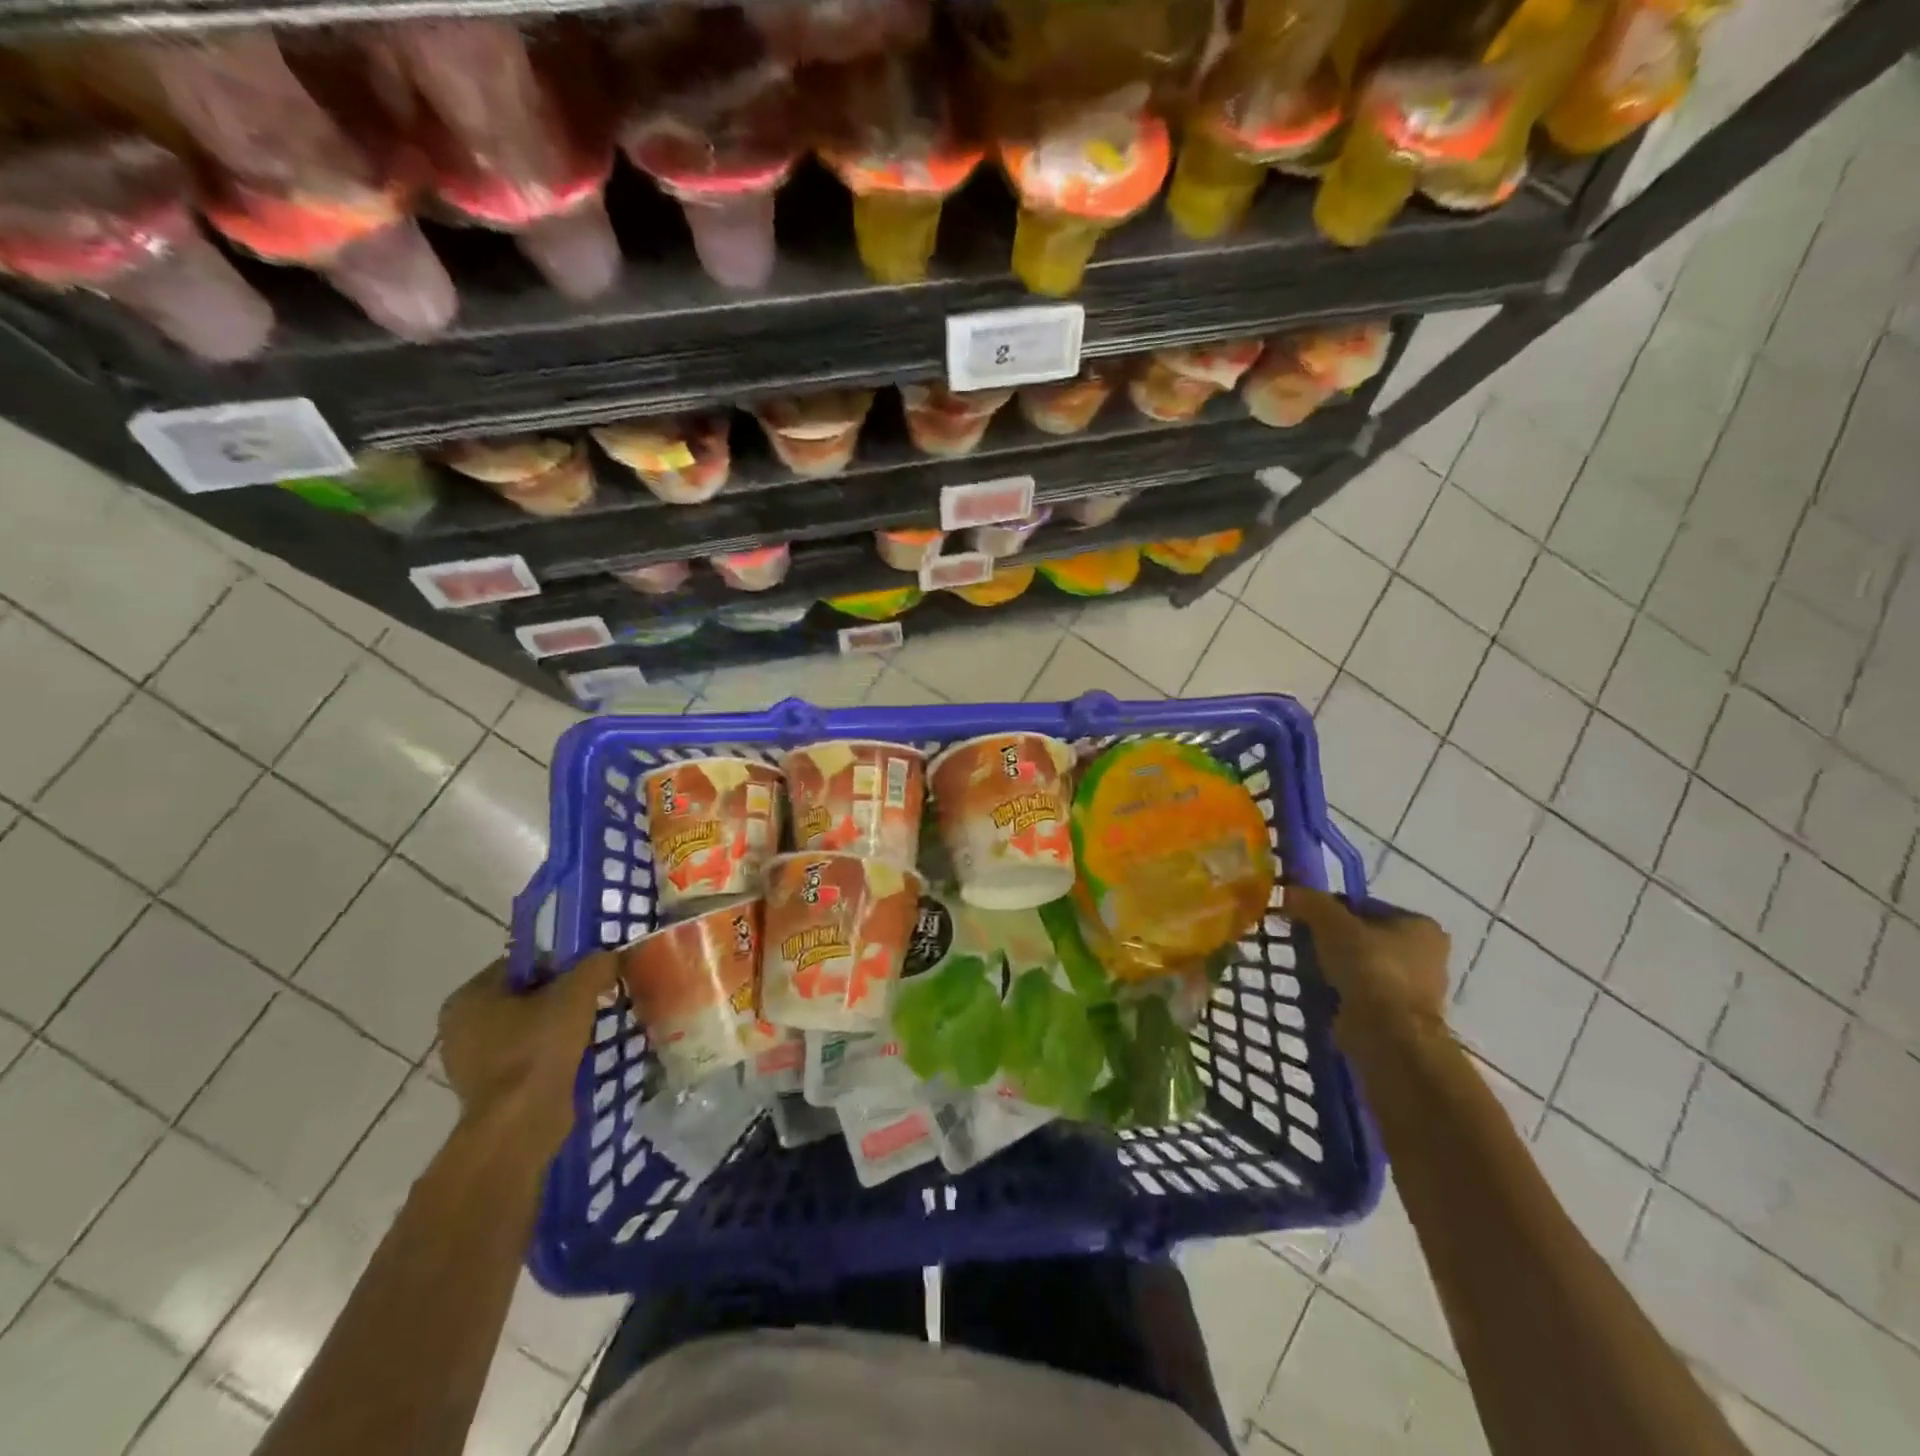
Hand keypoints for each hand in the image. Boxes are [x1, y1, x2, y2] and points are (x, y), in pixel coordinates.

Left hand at [438, 954, 619, 1158]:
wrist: (520, 1124)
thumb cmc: (537, 1048)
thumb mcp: (575, 994)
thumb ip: (594, 966)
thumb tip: (609, 956)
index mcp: (469, 997)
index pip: (520, 963)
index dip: (558, 960)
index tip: (589, 968)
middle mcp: (461, 1027)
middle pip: (524, 995)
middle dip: (560, 994)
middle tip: (596, 994)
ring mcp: (472, 1062)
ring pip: (527, 1027)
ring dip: (558, 1024)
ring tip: (593, 1023)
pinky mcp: (491, 1090)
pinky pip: (527, 1056)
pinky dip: (551, 1052)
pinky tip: (580, 1052)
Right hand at [1285, 886, 1449, 1043]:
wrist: (1387, 1034)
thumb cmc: (1369, 968)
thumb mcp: (1332, 923)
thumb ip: (1310, 902)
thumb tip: (1287, 891)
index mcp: (1421, 926)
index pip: (1366, 906)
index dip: (1332, 909)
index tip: (1306, 918)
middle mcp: (1428, 956)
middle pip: (1366, 937)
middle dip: (1335, 940)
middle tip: (1304, 942)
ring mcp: (1416, 990)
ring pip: (1363, 967)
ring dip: (1337, 968)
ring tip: (1307, 968)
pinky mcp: (1400, 1017)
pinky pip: (1362, 994)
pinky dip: (1342, 992)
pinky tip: (1320, 992)